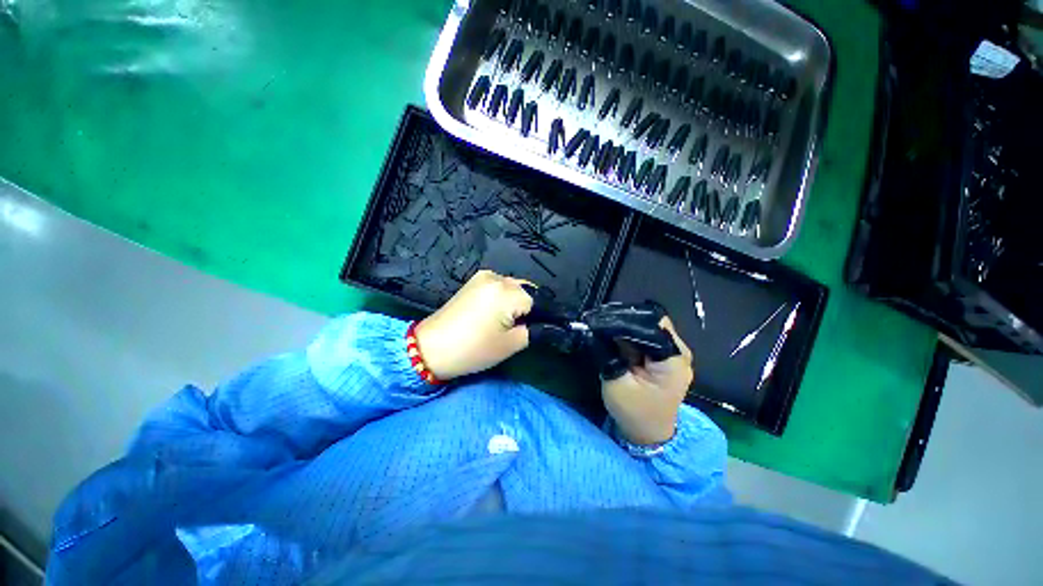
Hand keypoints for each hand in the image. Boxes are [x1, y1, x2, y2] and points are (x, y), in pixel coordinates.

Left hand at [414, 270, 533, 380]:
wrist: (431, 347)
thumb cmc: (473, 349)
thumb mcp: (511, 345)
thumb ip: (535, 331)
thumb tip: (547, 324)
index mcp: (506, 291)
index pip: (538, 301)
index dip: (541, 317)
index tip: (537, 330)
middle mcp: (497, 277)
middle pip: (526, 290)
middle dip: (529, 307)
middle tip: (523, 328)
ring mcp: (483, 276)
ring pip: (513, 287)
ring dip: (517, 301)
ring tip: (509, 321)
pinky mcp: (474, 280)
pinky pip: (499, 285)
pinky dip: (505, 297)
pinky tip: (497, 312)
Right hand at [601, 317, 693, 444]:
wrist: (647, 434)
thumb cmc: (634, 412)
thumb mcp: (617, 383)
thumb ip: (609, 353)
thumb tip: (598, 327)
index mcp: (673, 360)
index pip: (652, 325)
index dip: (628, 319)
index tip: (604, 318)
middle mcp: (678, 351)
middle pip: (652, 323)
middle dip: (626, 321)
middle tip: (600, 322)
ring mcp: (672, 353)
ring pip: (647, 327)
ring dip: (626, 328)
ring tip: (604, 327)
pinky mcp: (663, 356)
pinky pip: (645, 337)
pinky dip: (629, 336)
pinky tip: (614, 338)